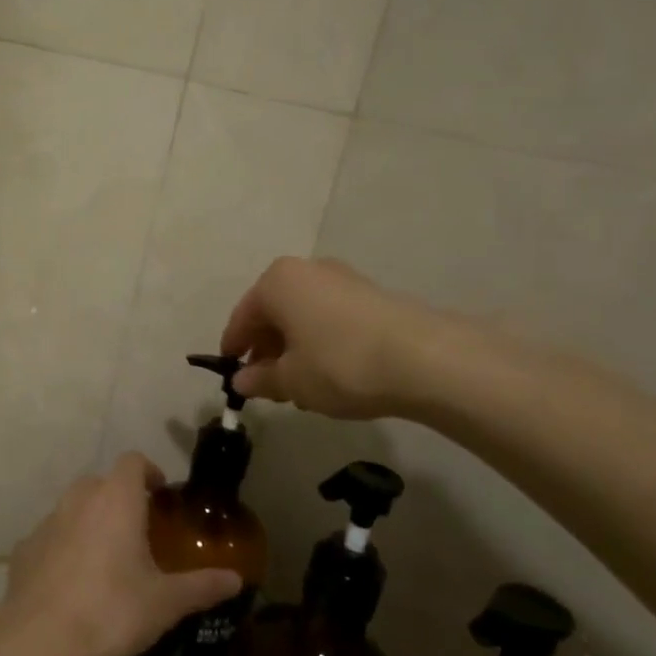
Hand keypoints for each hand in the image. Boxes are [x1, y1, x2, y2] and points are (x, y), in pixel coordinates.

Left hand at [1, 454, 241, 655]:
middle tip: (140, 532)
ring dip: (91, 522)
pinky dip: (64, 548)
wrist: (38, 642)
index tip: (161, 495)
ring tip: (107, 560)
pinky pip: (52, 537)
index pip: (133, 461)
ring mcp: (47, 522)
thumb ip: (202, 586)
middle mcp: (79, 499)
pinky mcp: (24, 548)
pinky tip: (73, 584)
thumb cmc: (111, 612)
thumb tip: (236, 579)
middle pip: (102, 482)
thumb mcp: (165, 603)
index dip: (149, 472)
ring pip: (74, 508)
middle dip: (121, 499)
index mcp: (116, 499)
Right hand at [221, 256, 467, 420]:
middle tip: (267, 385)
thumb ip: (260, 379)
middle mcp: (307, 270)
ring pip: (304, 315)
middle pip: (274, 312)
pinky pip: (330, 318)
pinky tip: (331, 372)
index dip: (234, 348)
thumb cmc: (339, 364)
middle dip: (266, 348)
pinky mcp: (372, 295)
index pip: (242, 317)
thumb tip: (242, 380)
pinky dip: (321, 341)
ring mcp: (343, 279)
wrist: (424, 359)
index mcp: (277, 282)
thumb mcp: (291, 381)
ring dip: (295, 347)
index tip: (231, 375)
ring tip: (300, 385)